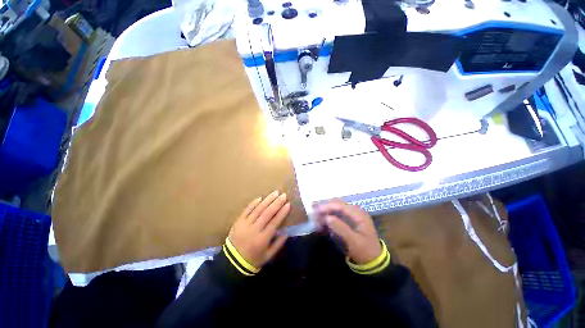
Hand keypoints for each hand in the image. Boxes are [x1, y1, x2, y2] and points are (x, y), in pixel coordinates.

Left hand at [228, 191, 289, 268]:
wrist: (232, 262)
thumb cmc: (253, 259)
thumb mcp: (268, 256)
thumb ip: (278, 244)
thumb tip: (286, 231)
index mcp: (262, 239)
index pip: (274, 222)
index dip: (282, 212)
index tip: (288, 204)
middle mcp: (254, 230)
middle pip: (267, 213)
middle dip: (276, 203)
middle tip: (283, 195)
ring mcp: (245, 224)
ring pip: (258, 209)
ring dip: (267, 200)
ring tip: (275, 193)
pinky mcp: (238, 221)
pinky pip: (246, 210)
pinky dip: (253, 203)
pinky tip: (260, 197)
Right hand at [316, 200, 381, 264]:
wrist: (373, 261)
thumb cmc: (365, 251)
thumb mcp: (354, 241)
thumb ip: (341, 228)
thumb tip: (327, 217)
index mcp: (359, 214)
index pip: (340, 205)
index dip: (327, 206)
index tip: (316, 210)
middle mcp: (355, 211)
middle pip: (337, 204)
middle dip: (324, 207)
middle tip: (313, 211)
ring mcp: (351, 215)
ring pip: (335, 208)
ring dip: (325, 211)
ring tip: (315, 216)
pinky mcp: (348, 220)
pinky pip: (336, 214)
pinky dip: (327, 216)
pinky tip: (321, 220)